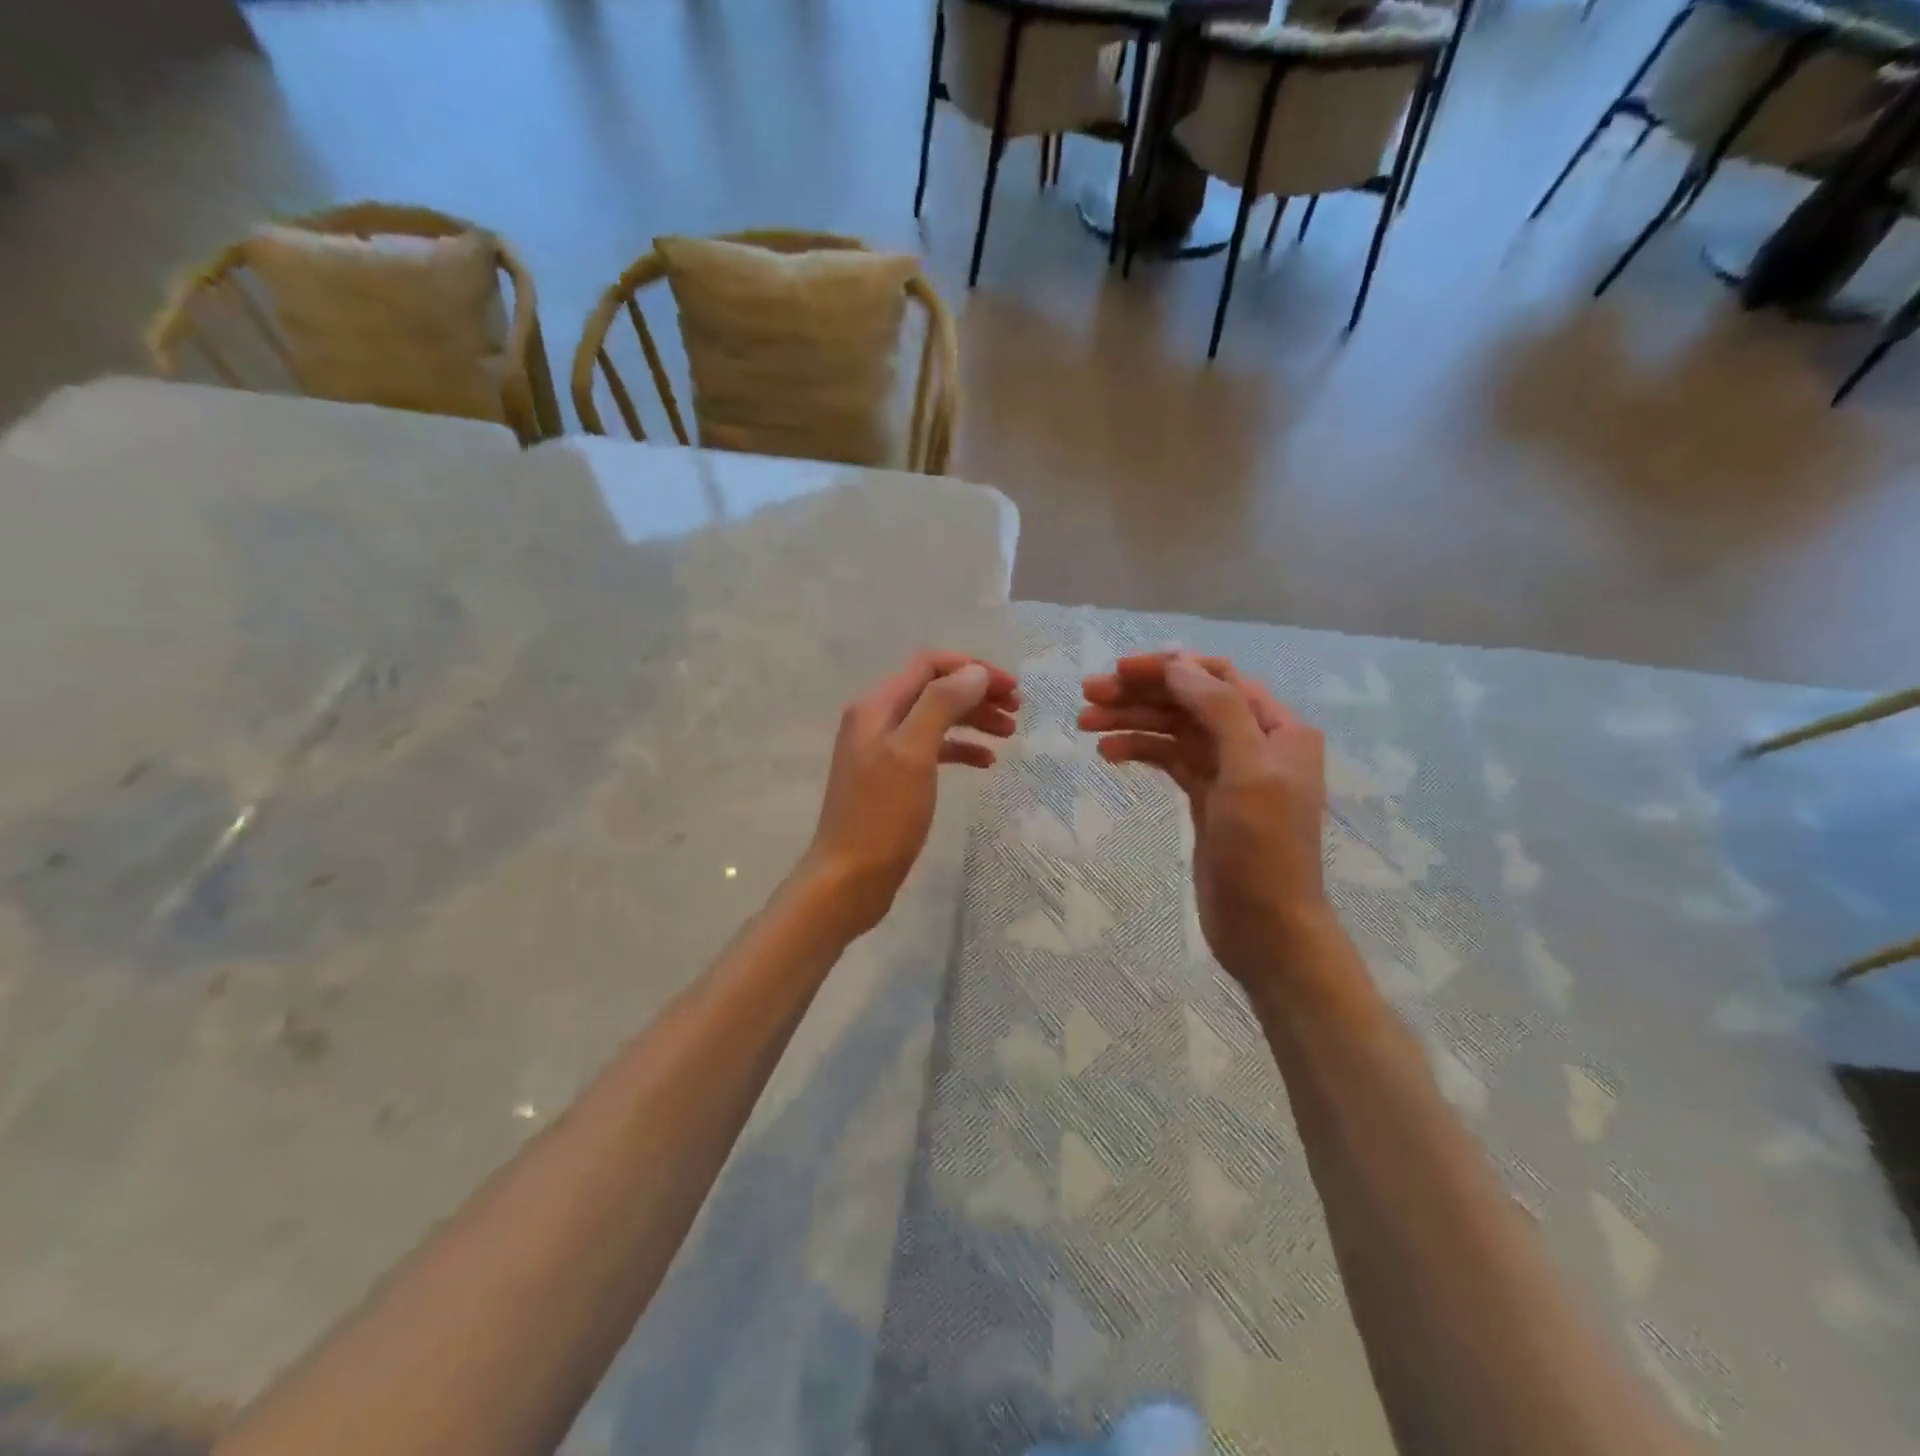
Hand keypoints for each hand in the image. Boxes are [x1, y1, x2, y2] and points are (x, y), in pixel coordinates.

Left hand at [802, 651, 1019, 938]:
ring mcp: (884, 750)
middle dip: (977, 693)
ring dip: (973, 720)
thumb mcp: (913, 753)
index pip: (929, 665)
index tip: (1011, 688)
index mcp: (877, 706)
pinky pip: (932, 750)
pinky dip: (960, 750)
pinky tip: (985, 762)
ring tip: (1010, 732)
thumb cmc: (882, 816)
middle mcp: (878, 720)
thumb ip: (941, 705)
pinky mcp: (893, 779)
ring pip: (936, 720)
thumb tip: (974, 672)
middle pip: (934, 690)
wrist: (849, 879)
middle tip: (1018, 710)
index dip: (972, 669)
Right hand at [1079, 652, 1333, 993]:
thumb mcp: (1248, 773)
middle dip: (1141, 694)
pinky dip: (1140, 750)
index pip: (1218, 678)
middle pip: (1191, 701)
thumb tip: (1178, 665)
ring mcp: (1228, 771)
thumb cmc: (1263, 850)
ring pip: (1174, 730)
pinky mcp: (1206, 797)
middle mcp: (1255, 741)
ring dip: (1132, 721)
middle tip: (1087, 694)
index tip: (1119, 671)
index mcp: (1278, 729)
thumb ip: (1219, 711)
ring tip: (1084, 723)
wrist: (1266, 928)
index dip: (1169, 668)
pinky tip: (1108, 753)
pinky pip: (1169, 759)